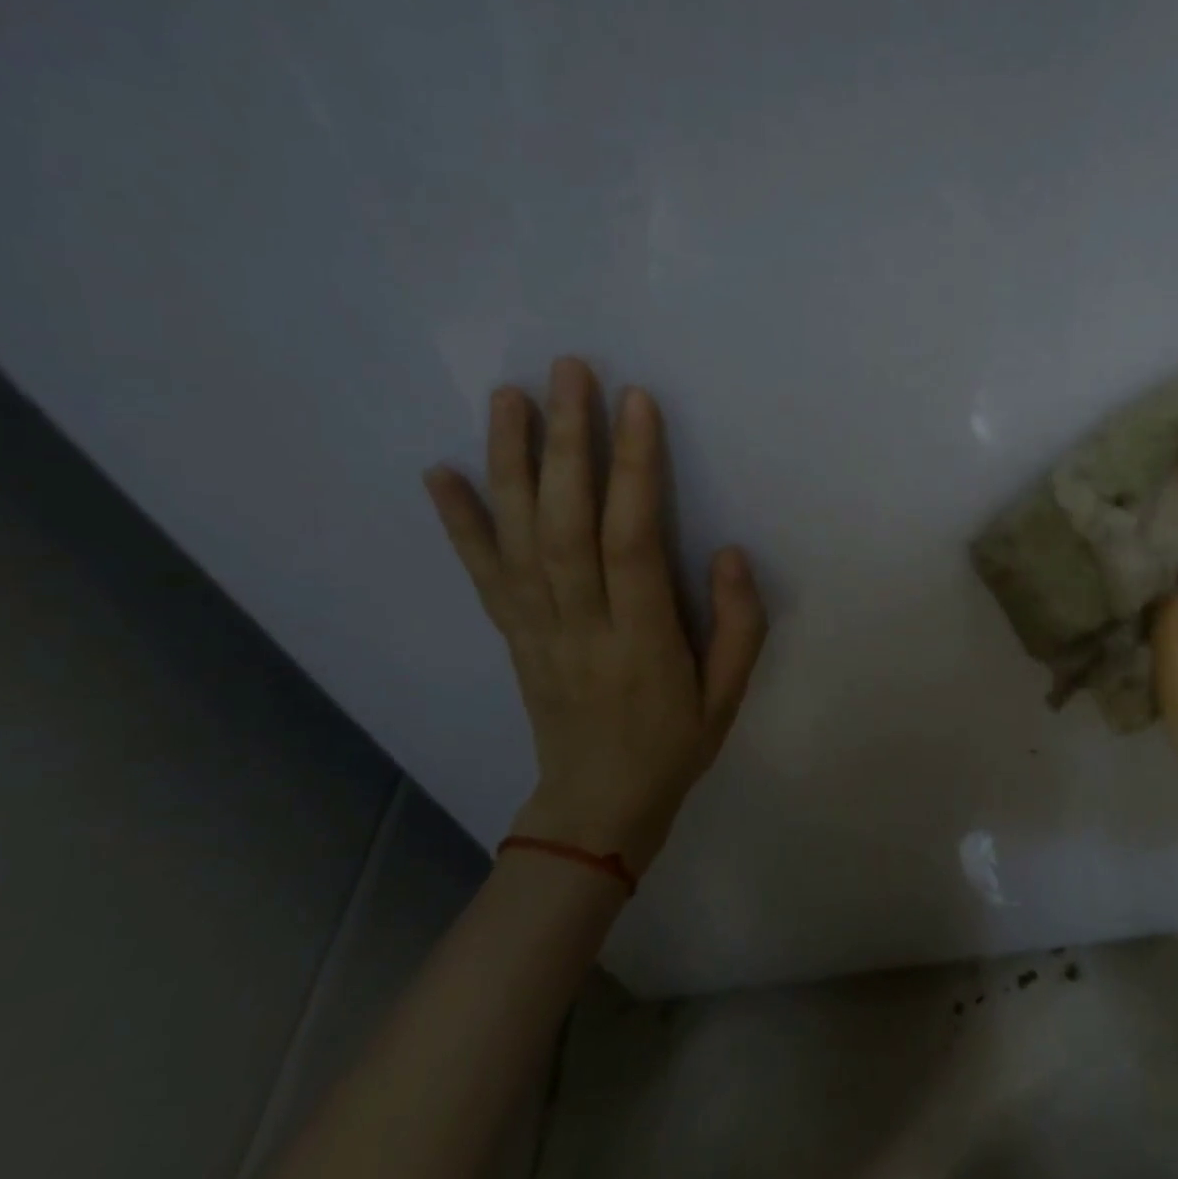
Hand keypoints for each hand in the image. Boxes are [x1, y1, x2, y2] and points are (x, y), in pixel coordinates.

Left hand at [422, 357, 766, 875]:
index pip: (631, 541)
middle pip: (565, 524)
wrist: (596, 806)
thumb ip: (739, 624)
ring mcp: (535, 629)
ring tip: (509, 396)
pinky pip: (480, 574)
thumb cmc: (674, 745)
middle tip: (568, 371)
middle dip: (567, 442)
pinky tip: (438, 472)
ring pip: (517, 537)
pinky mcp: (512, 634)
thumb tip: (728, 550)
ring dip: (509, 462)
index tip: (636, 402)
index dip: (634, 468)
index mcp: (642, 641)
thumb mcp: (730, 696)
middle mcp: (579, 626)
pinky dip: (458, 522)